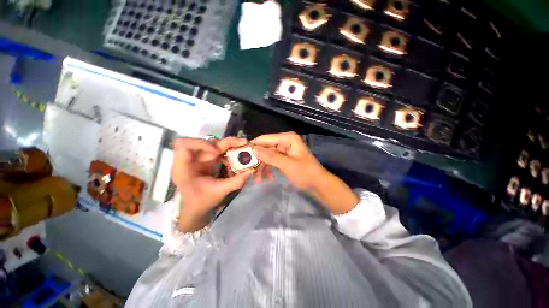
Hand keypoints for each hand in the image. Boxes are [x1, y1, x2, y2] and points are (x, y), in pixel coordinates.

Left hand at [171, 137, 252, 231]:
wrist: (197, 209)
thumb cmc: (202, 202)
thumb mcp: (220, 192)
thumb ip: (236, 181)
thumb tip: (251, 170)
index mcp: (184, 167)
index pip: (184, 144)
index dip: (201, 144)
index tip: (217, 152)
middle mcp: (191, 159)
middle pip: (205, 141)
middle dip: (226, 142)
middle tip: (243, 143)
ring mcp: (199, 158)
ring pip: (214, 144)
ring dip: (229, 147)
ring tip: (243, 151)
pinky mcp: (207, 160)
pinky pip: (219, 151)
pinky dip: (229, 154)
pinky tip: (237, 161)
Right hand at [251, 132, 358, 213]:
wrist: (318, 184)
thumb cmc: (306, 173)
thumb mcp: (287, 165)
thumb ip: (271, 157)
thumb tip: (253, 149)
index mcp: (287, 138)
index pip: (266, 139)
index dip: (254, 146)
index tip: (242, 154)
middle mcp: (285, 142)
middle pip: (266, 148)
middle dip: (258, 160)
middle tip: (249, 171)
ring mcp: (284, 150)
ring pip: (267, 156)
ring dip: (262, 167)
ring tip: (258, 179)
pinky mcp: (284, 158)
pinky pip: (272, 161)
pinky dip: (268, 169)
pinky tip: (267, 178)